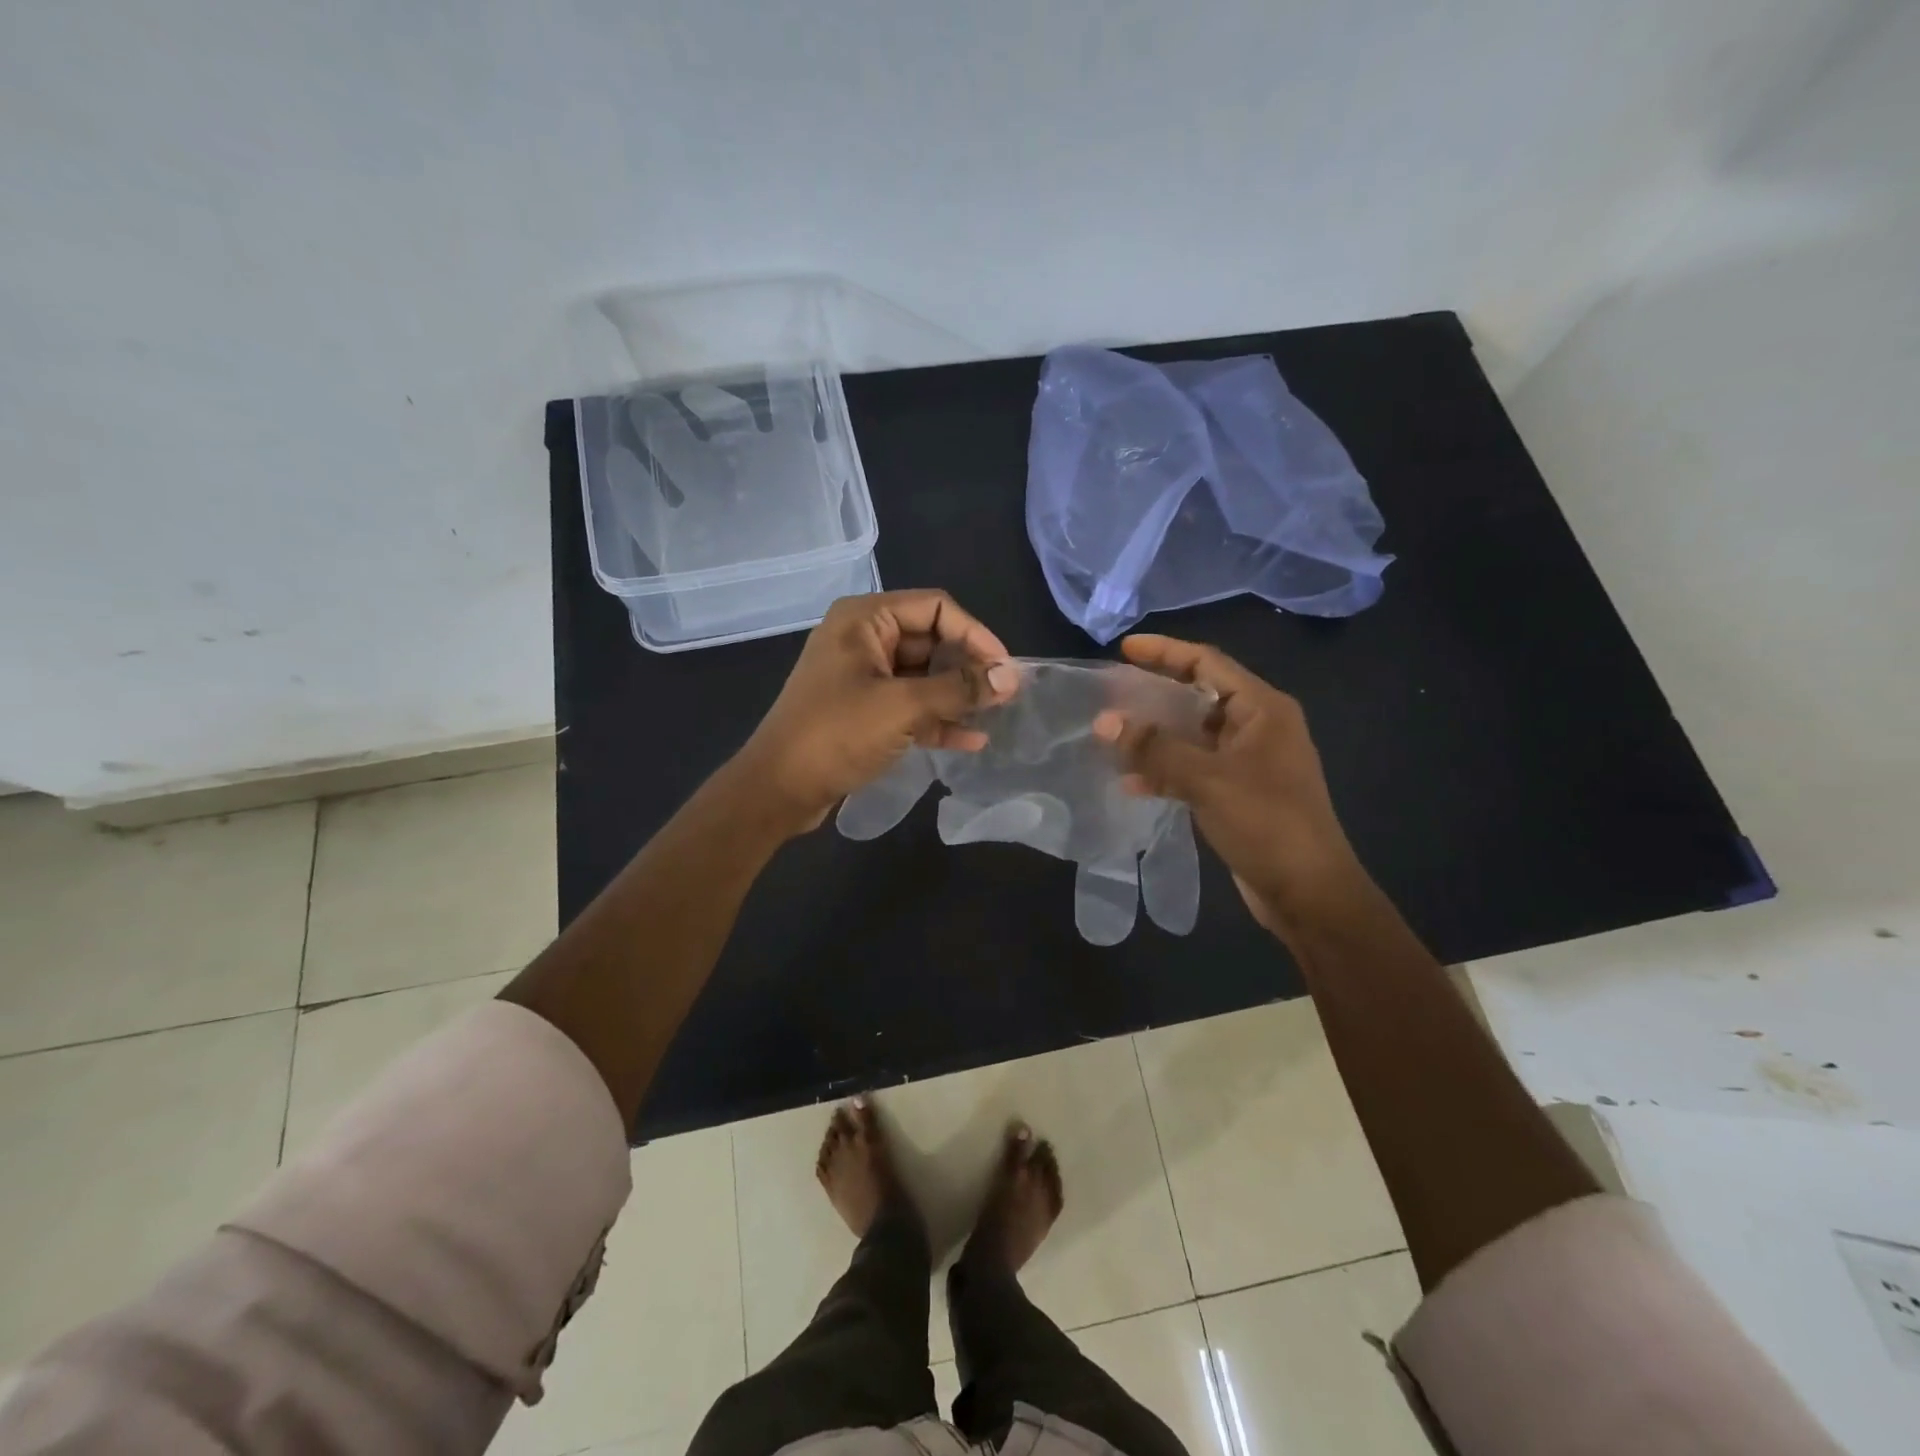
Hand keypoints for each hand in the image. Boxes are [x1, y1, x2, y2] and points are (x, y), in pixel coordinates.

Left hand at [734, 590, 1017, 833]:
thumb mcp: (903, 707)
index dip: (975, 634)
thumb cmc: (837, 734)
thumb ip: (959, 689)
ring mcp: (863, 676)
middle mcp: (864, 639)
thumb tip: (1011, 677)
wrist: (779, 789)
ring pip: (923, 676)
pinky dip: (938, 719)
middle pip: (931, 640)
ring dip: (957, 696)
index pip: (935, 608)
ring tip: (994, 716)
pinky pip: (910, 705)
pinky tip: (971, 740)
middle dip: (968, 667)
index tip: (1005, 668)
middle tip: (1003, 695)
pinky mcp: (864, 711)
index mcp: (865, 619)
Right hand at [1093, 634, 1363, 929]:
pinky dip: (1165, 770)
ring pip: (1192, 735)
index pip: (1208, 662)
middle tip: (1111, 692)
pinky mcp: (1237, 793)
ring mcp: (1248, 762)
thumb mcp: (1207, 779)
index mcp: (1262, 709)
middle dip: (1154, 694)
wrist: (1308, 893)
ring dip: (1155, 735)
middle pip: (1198, 696)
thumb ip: (1155, 747)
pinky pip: (1193, 768)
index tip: (1124, 648)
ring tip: (1112, 735)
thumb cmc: (1266, 823)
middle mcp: (1257, 727)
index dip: (1165, 651)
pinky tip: (1131, 781)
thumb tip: (1104, 720)